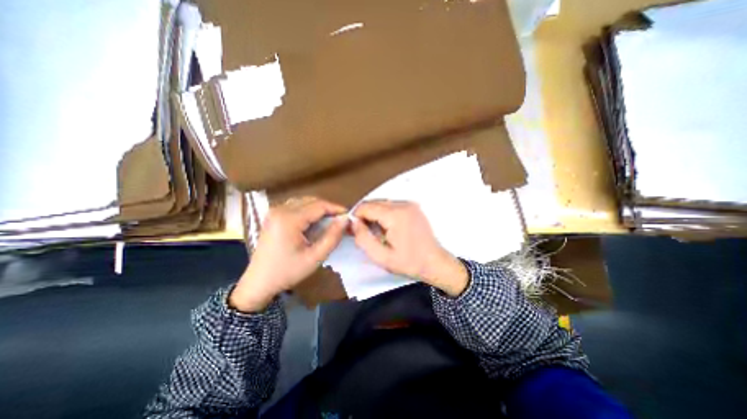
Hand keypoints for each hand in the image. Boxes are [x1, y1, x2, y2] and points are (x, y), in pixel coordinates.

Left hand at [229, 199, 348, 311]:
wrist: (259, 282)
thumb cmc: (287, 272)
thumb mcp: (315, 257)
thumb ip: (332, 237)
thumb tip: (345, 220)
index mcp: (289, 219)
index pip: (319, 205)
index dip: (336, 209)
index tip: (349, 216)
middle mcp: (280, 209)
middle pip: (312, 201)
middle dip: (328, 209)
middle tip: (340, 221)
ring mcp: (274, 211)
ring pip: (304, 201)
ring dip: (318, 209)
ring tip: (329, 222)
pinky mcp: (273, 215)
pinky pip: (296, 206)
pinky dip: (308, 211)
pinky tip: (313, 222)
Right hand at [350, 199, 465, 295]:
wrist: (435, 262)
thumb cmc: (409, 262)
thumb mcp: (381, 257)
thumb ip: (363, 239)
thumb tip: (354, 223)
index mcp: (395, 215)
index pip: (366, 206)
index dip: (356, 216)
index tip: (354, 229)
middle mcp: (403, 204)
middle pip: (374, 202)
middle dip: (365, 215)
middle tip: (362, 232)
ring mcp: (410, 204)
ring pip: (382, 203)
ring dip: (374, 214)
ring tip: (375, 232)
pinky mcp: (413, 207)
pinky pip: (392, 205)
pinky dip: (384, 214)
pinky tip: (386, 228)